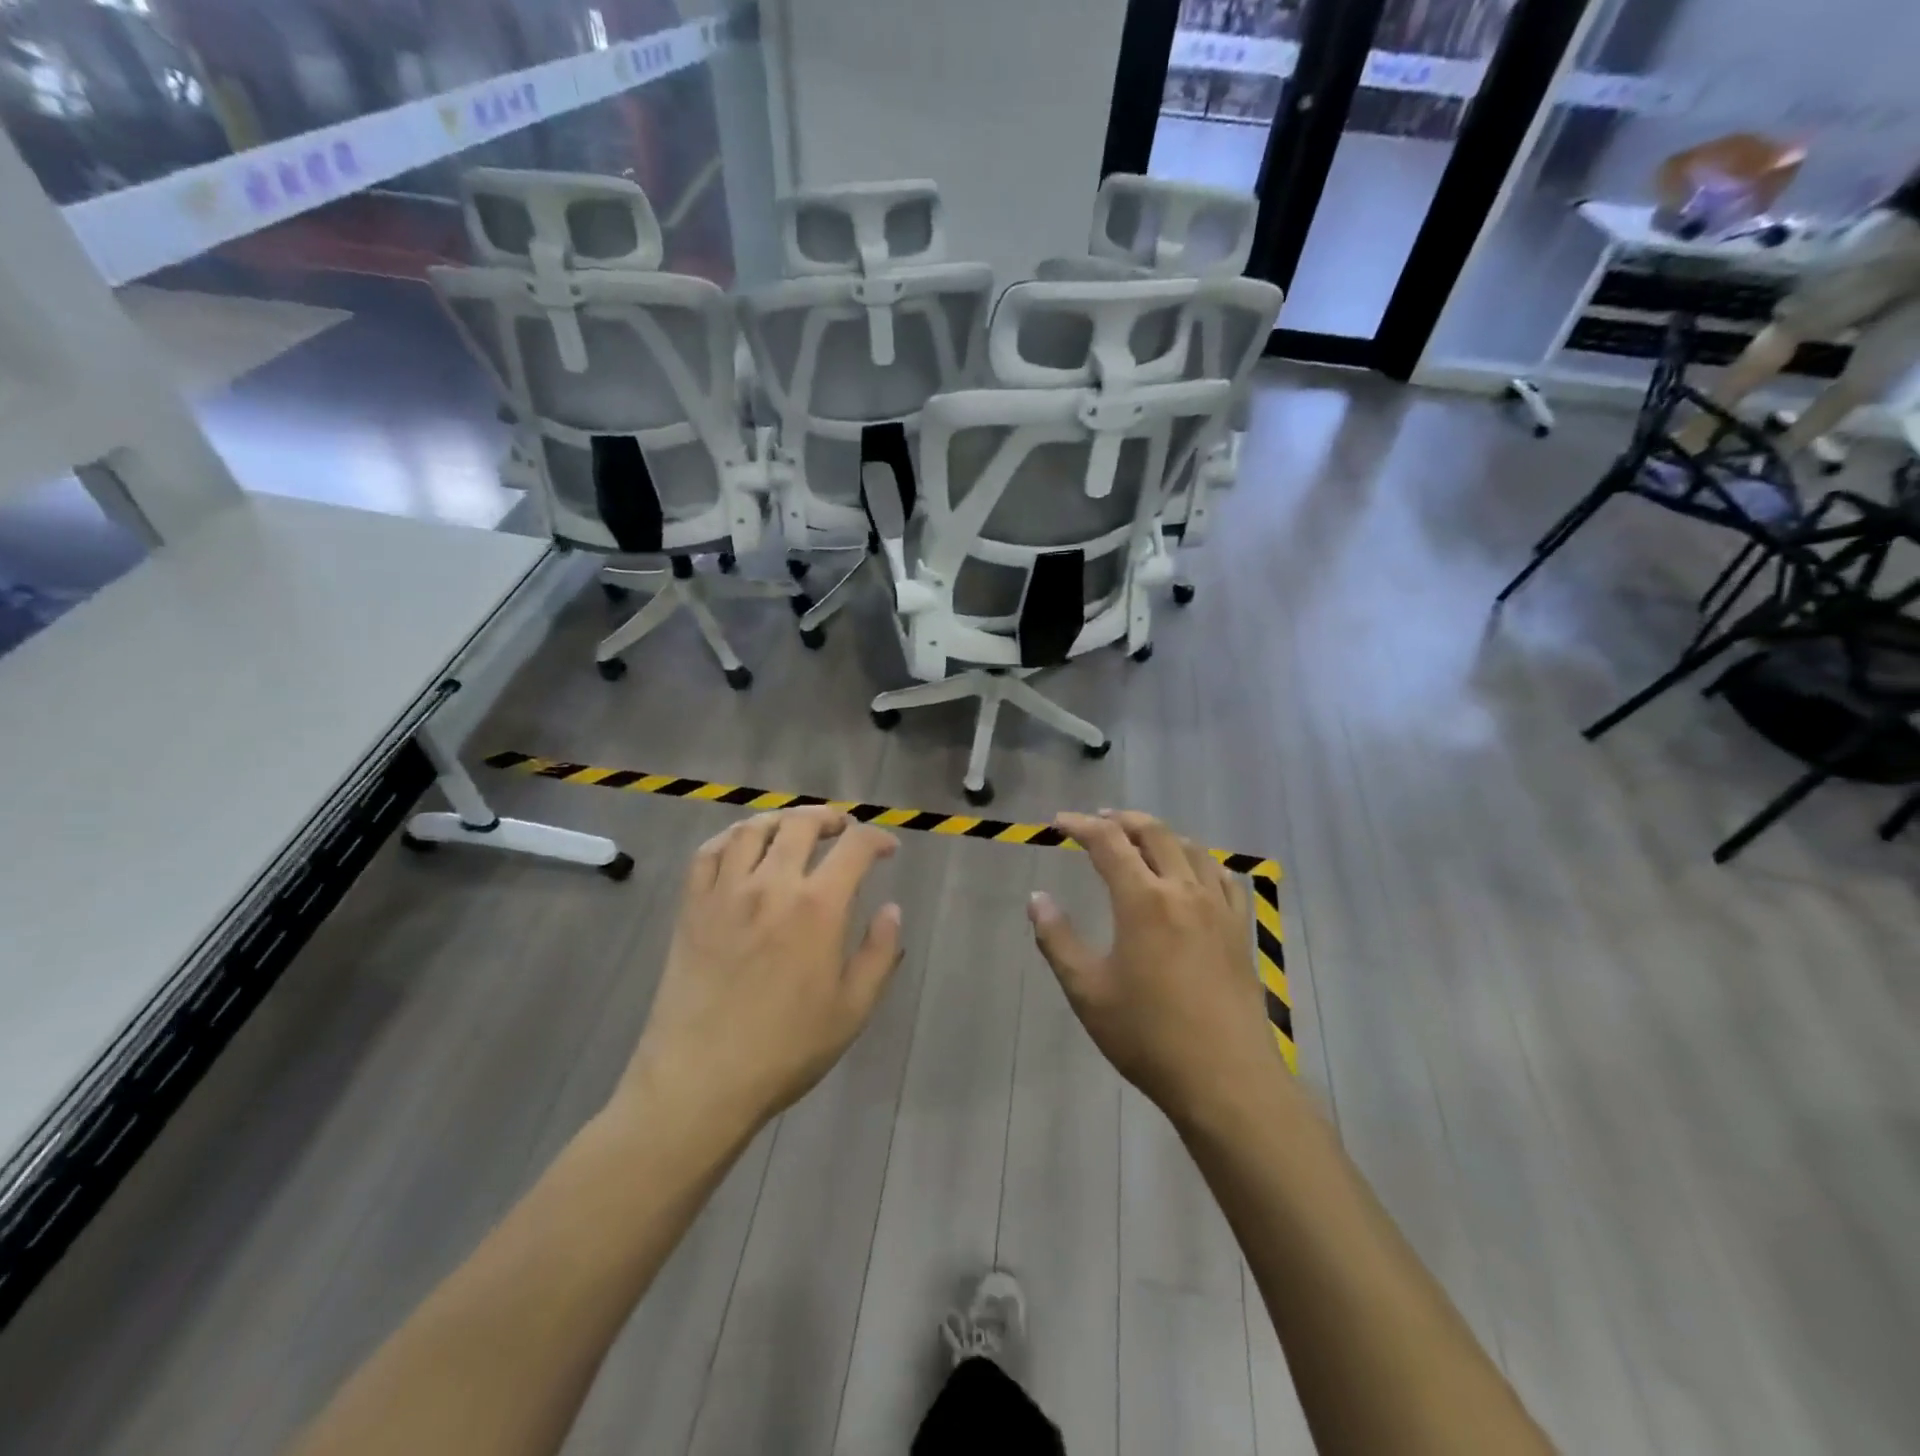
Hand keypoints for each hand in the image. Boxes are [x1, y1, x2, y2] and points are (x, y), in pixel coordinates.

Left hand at [618, 807, 903, 1137]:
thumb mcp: (852, 1009)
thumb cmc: (786, 1049)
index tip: (888, 850)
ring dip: (780, 820)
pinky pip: (707, 853)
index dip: (877, 839)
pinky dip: (729, 838)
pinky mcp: (691, 907)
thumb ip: (879, 953)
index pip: (855, 847)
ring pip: (752, 829)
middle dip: (829, 818)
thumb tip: (891, 909)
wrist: (701, 1080)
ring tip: (793, 830)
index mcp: (818, 908)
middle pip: (801, 824)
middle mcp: (771, 885)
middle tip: (841, 830)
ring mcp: (725, 892)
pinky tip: (741, 847)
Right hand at [1027, 811, 1280, 1124]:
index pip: (1108, 842)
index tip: (1059, 822)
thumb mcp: (1087, 991)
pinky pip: (1224, 878)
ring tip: (1141, 839)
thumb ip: (1057, 939)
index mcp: (1143, 900)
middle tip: (1098, 820)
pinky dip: (1201, 861)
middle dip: (1122, 819)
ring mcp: (1218, 908)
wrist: (1225, 1078)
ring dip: (1161, 834)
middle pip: (1154, 833)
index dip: (1081, 825)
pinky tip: (1194, 873)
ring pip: (1191, 849)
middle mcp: (1183, 891)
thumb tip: (1037, 899)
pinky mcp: (1240, 930)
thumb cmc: (1147, 1035)